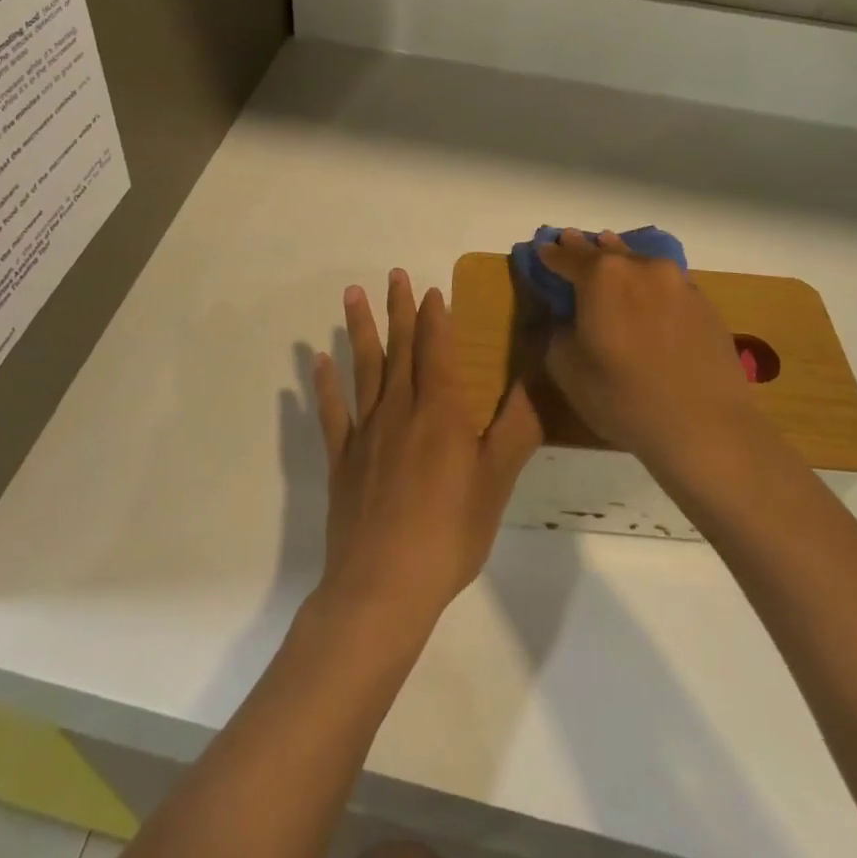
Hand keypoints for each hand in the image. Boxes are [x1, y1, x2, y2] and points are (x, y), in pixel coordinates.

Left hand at [312, 269, 542, 629]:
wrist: (384, 583)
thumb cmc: (450, 531)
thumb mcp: (498, 481)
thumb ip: (518, 427)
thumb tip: (538, 379)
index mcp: (440, 410)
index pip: (437, 349)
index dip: (435, 317)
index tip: (431, 288)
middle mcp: (400, 409)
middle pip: (400, 348)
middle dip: (399, 308)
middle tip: (393, 274)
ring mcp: (366, 432)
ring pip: (363, 367)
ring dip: (358, 329)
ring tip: (352, 294)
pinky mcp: (342, 458)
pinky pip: (332, 412)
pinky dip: (324, 384)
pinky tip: (318, 361)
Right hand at [538, 230, 766, 467]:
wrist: (705, 428)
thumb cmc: (623, 397)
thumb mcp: (566, 368)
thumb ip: (559, 332)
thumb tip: (570, 320)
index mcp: (601, 276)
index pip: (567, 257)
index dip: (551, 254)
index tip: (542, 249)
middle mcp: (641, 268)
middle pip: (606, 251)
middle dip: (586, 249)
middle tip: (571, 240)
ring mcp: (679, 283)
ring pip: (641, 263)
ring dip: (622, 260)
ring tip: (611, 259)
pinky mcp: (705, 306)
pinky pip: (667, 285)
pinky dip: (650, 286)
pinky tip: (648, 300)